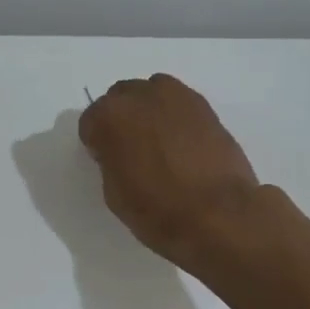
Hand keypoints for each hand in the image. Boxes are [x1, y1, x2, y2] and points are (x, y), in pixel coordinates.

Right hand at [78, 74, 262, 268]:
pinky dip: (176, 118)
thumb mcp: (114, 193)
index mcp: (110, 117)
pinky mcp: (206, 107)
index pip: (91, 121)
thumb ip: (111, 160)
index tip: (106, 161)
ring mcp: (177, 96)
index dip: (97, 143)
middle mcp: (141, 96)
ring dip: (150, 112)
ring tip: (159, 143)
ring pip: (153, 94)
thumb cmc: (157, 210)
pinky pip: (180, 104)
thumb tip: (121, 151)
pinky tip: (182, 145)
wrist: (218, 214)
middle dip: (123, 119)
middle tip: (132, 149)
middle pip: (122, 99)